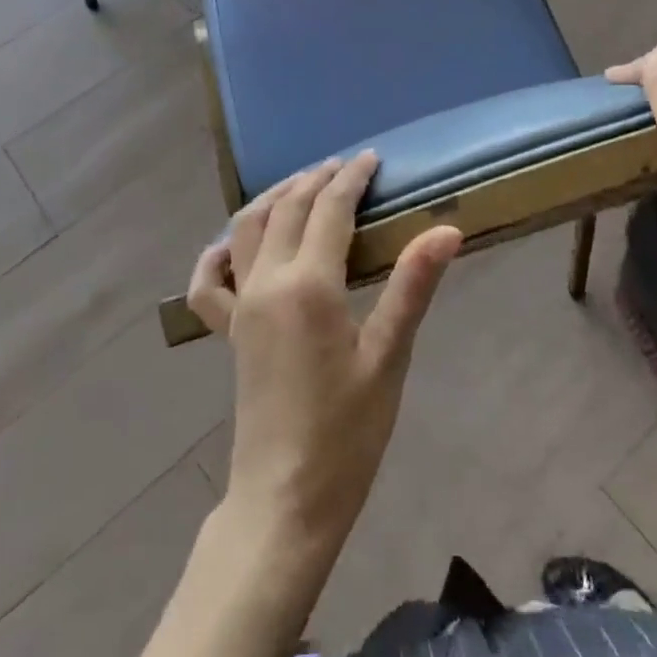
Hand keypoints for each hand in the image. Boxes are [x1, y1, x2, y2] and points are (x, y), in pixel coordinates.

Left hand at [187, 153, 460, 555]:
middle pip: (287, 208)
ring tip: (302, 185)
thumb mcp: (389, 357)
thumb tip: (446, 230)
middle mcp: (267, 281)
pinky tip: (233, 244)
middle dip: (317, 179)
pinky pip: (209, 280)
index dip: (353, 178)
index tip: (373, 158)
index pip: (330, 209)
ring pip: (247, 227)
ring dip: (275, 197)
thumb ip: (412, 286)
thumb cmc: (347, 432)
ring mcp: (240, 304)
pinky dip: (218, 251)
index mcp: (309, 284)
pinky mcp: (227, 330)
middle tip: (346, 167)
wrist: (286, 498)